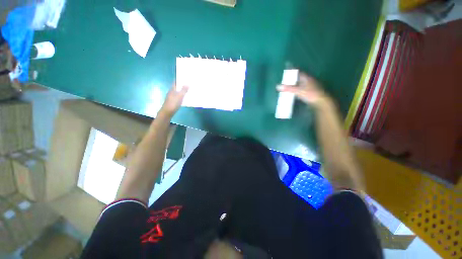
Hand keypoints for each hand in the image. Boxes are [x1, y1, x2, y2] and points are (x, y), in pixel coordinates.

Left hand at [160, 82, 188, 116]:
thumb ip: (184, 90)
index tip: (185, 77)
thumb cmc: (173, 103)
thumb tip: (187, 83)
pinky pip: (178, 97)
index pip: (175, 82)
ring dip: (182, 91)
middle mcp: (171, 92)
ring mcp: (172, 97)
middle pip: (177, 87)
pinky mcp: (173, 102)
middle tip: (189, 83)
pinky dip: (182, 96)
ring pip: (178, 92)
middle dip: (182, 85)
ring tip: (189, 90)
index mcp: (172, 89)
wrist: (167, 112)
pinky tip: (186, 98)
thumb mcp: (180, 96)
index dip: (179, 79)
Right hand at [277, 72, 330, 107]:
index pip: (298, 72)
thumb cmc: (311, 94)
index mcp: (306, 78)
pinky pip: (301, 88)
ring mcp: (310, 87)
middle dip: (292, 77)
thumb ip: (288, 88)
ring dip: (294, 84)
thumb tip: (277, 86)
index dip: (292, 69)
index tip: (287, 66)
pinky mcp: (310, 92)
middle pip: (299, 77)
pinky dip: (297, 89)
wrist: (321, 102)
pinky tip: (294, 92)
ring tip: (288, 85)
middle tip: (285, 77)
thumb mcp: (298, 91)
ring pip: (300, 83)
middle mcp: (308, 81)